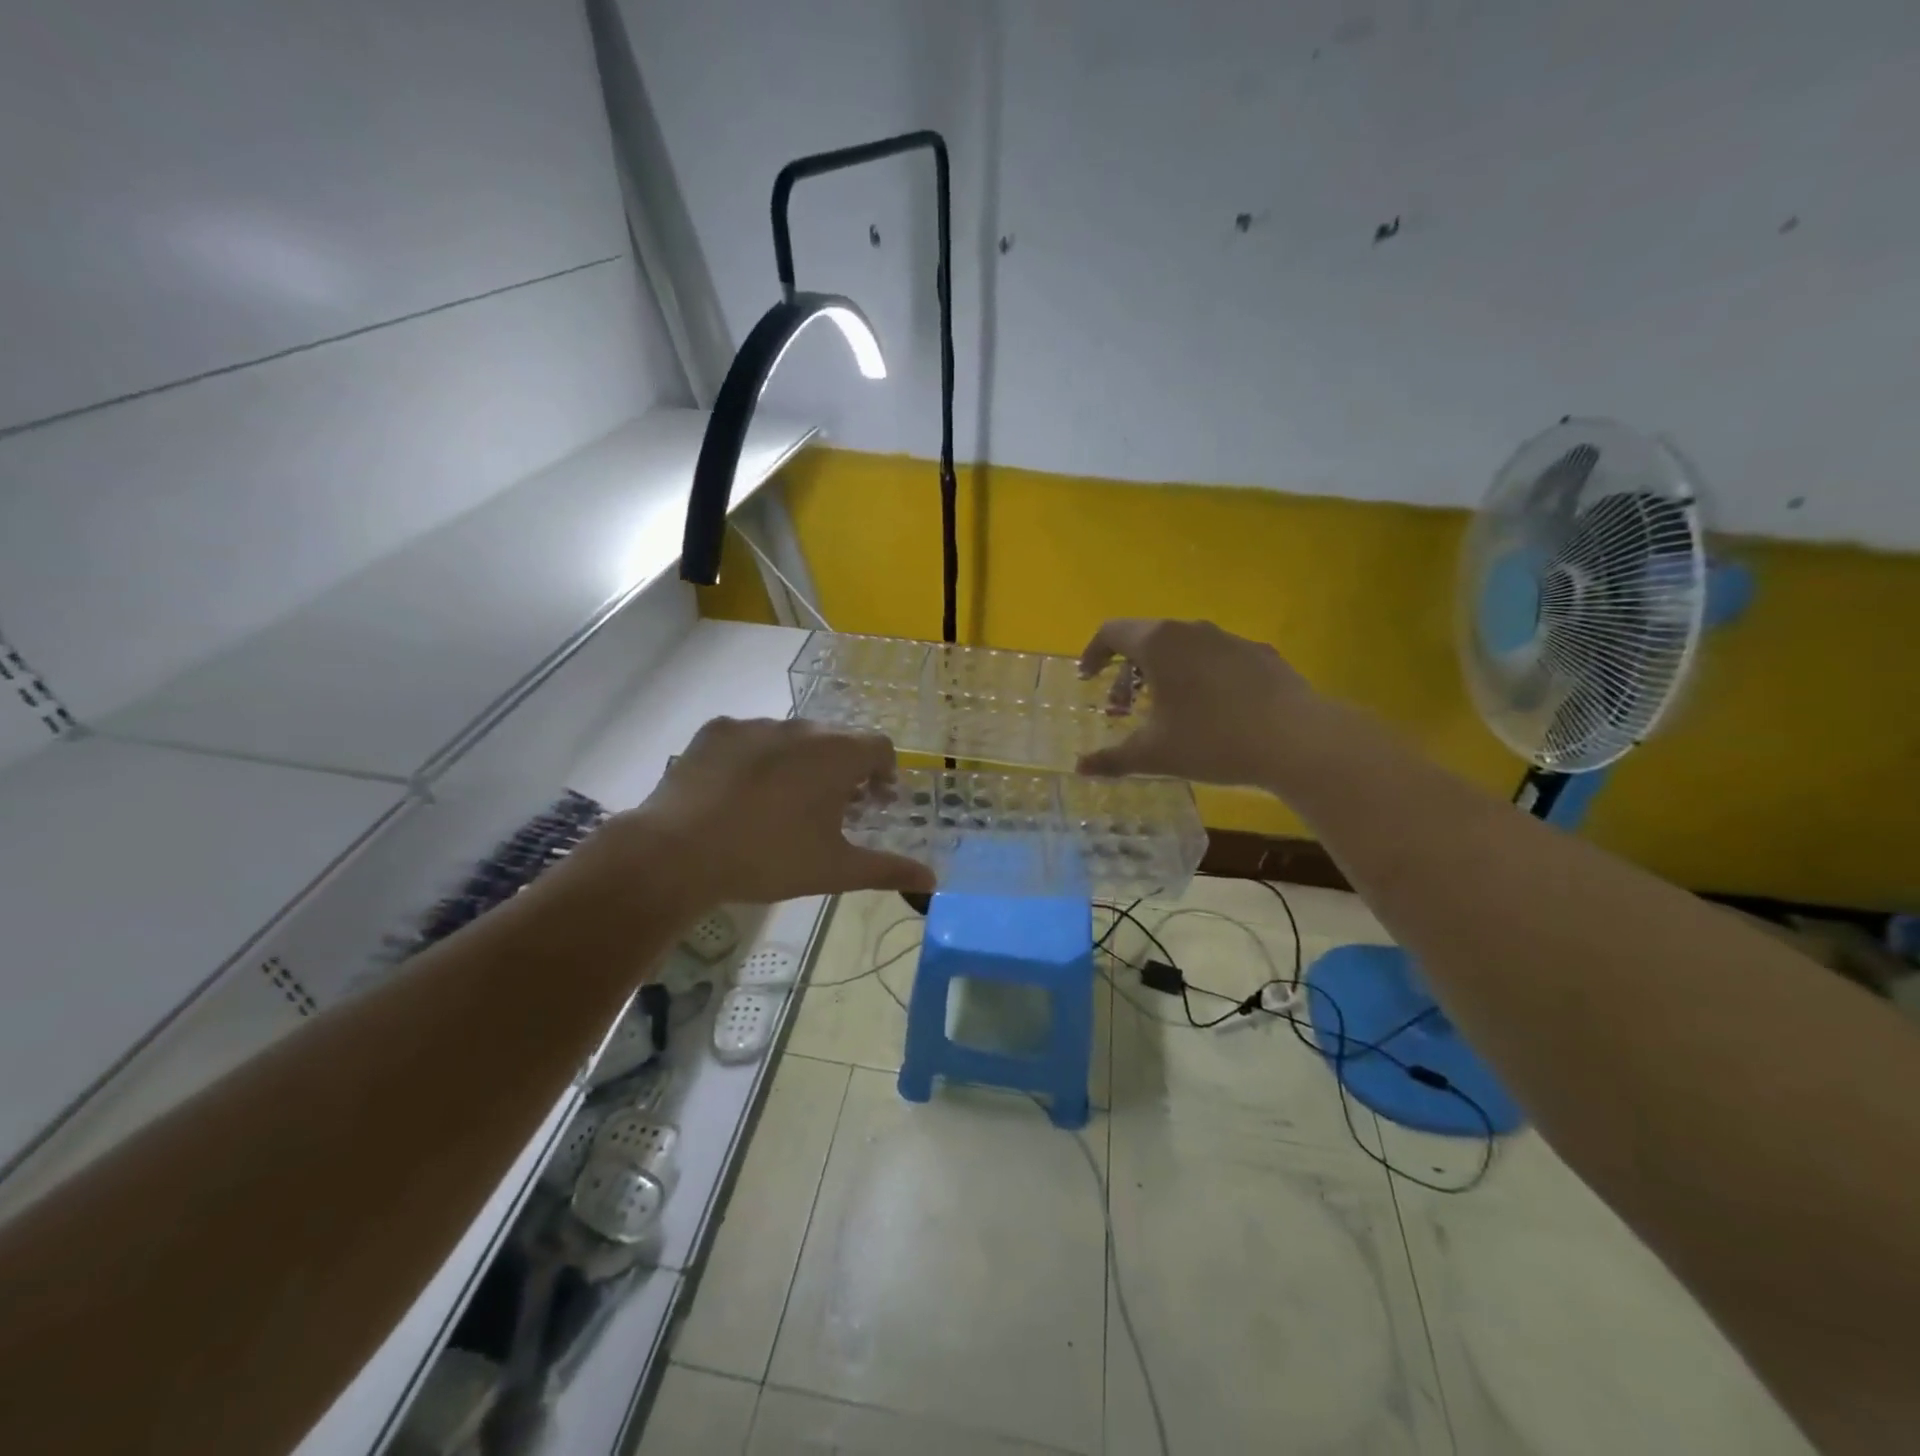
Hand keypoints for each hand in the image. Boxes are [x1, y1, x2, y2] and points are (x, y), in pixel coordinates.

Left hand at [602, 716, 934, 908]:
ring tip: (782, 804)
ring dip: (800, 762)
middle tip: (831, 810)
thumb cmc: (769, 858)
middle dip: (843, 770)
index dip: (884, 774)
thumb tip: (933, 880)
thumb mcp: (835, 869)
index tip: (874, 803)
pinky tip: (739, 793)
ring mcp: (755, 725)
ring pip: (792, 738)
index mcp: (837, 754)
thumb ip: (888, 869)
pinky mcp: (716, 730)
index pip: (879, 747)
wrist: (679, 852)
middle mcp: (801, 728)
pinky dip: (756, 758)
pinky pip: (750, 738)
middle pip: (836, 740)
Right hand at [1075, 619, 1314, 786]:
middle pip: (1146, 639)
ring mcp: (1228, 639)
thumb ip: (1112, 759)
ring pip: (1181, 647)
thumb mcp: (1155, 754)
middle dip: (1126, 671)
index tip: (1088, 678)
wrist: (1296, 739)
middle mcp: (1191, 630)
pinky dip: (1198, 676)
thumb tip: (1080, 768)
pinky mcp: (1258, 653)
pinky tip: (1209, 710)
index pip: (1112, 632)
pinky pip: (1214, 658)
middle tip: (1122, 707)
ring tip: (1164, 710)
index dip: (1093, 654)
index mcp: (1158, 644)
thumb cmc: (1212, 739)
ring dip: (1162, 673)